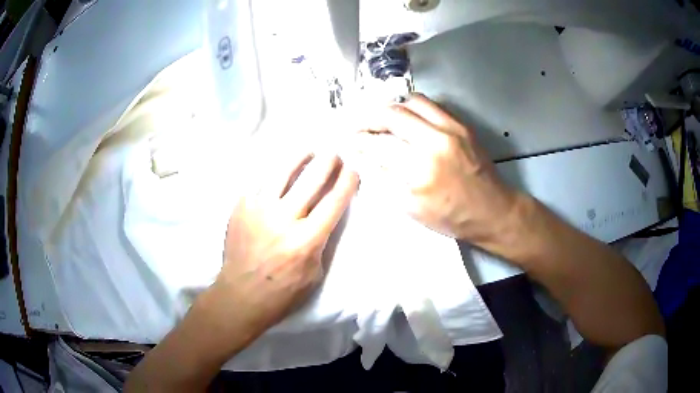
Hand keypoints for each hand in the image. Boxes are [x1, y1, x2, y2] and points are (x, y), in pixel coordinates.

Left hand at [215, 151, 357, 336]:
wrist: (241, 294)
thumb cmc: (283, 292)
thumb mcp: (315, 273)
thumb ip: (323, 241)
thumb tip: (327, 213)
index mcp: (306, 240)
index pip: (334, 201)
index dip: (347, 182)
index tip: (353, 171)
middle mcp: (284, 219)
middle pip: (312, 179)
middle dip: (329, 162)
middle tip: (335, 155)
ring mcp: (259, 209)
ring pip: (283, 171)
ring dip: (300, 157)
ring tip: (309, 151)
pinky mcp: (241, 207)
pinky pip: (260, 181)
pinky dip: (274, 174)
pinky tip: (280, 171)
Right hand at [352, 94, 518, 244]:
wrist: (493, 210)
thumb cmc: (452, 217)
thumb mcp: (412, 208)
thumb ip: (384, 178)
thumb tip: (363, 157)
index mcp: (421, 169)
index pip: (379, 144)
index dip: (359, 140)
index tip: (348, 139)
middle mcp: (436, 140)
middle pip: (393, 114)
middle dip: (369, 117)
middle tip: (359, 125)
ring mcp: (452, 128)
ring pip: (412, 102)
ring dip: (391, 107)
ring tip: (381, 118)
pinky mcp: (462, 125)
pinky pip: (431, 106)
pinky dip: (412, 108)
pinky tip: (406, 119)